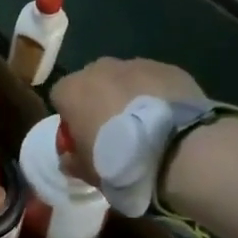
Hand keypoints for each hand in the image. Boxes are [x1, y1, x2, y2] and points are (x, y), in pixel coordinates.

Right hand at [50, 58, 203, 180]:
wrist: (177, 150)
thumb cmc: (121, 161)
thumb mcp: (89, 172)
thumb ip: (73, 160)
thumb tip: (69, 158)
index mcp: (72, 90)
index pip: (60, 97)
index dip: (71, 117)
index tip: (83, 137)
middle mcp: (99, 69)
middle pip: (93, 82)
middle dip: (100, 101)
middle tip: (116, 131)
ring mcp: (136, 65)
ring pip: (125, 79)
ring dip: (130, 96)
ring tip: (148, 126)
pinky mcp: (168, 68)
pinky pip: (155, 81)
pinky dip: (158, 95)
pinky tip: (170, 120)